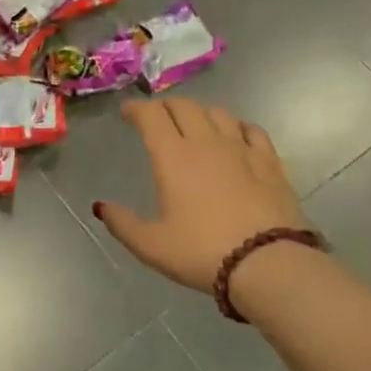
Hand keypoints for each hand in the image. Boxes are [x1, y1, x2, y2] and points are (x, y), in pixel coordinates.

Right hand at [94, 99, 306, 293]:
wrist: (268, 264)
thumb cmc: (201, 252)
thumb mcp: (151, 245)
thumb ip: (122, 223)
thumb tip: (101, 207)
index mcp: (172, 156)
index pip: (151, 115)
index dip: (136, 108)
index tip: (127, 112)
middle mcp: (205, 142)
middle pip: (184, 106)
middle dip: (165, 106)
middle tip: (156, 117)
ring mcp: (241, 149)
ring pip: (217, 113)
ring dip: (199, 113)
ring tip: (193, 124)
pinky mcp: (270, 162)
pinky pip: (251, 130)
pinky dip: (236, 126)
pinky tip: (235, 136)